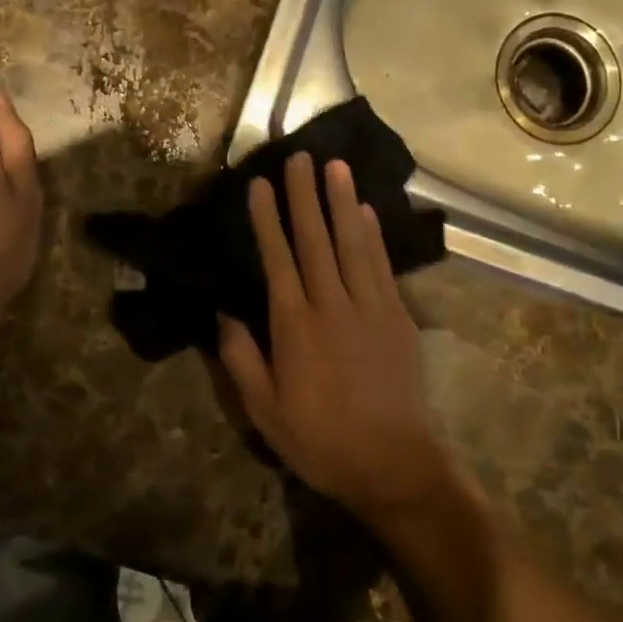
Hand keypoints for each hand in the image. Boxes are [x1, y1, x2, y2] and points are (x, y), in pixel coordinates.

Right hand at [217, 153, 454, 527]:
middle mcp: (332, 305)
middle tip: (300, 156)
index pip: (278, 259)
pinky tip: (368, 211)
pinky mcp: (399, 317)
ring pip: (353, 243)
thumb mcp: (265, 412)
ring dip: (343, 202)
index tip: (261, 184)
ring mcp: (371, 307)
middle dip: (305, 195)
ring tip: (336, 166)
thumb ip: (242, 359)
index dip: (268, 219)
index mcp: (295, 326)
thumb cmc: (321, 441)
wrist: (394, 465)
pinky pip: (383, 266)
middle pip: (316, 239)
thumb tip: (224, 312)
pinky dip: (375, 235)